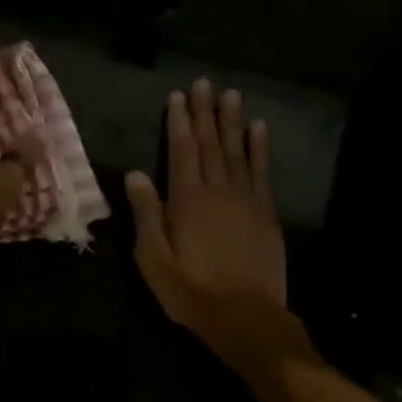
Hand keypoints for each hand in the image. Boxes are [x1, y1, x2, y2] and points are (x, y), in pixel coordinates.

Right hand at [125, 80, 291, 352]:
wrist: (246, 317)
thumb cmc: (191, 291)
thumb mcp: (153, 259)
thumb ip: (146, 214)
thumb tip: (135, 174)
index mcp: (186, 200)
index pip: (182, 151)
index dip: (179, 123)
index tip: (178, 97)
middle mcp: (218, 191)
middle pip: (210, 144)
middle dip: (205, 113)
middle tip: (203, 83)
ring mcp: (246, 200)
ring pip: (237, 151)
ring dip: (232, 122)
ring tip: (231, 94)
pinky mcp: (266, 213)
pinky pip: (262, 171)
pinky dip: (260, 148)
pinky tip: (259, 129)